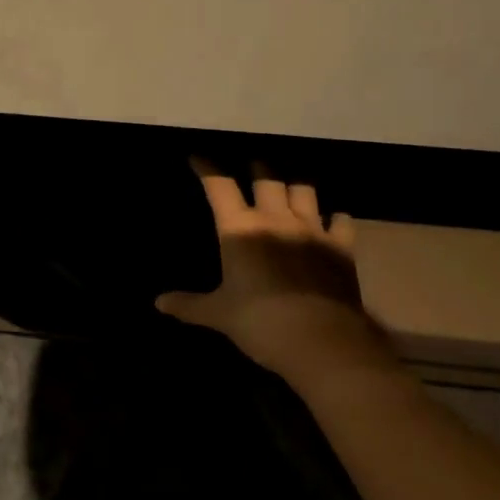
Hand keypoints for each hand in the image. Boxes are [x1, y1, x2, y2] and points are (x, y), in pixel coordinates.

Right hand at [158, 159, 398, 380]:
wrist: (323, 341)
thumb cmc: (261, 323)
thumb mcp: (220, 315)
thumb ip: (189, 305)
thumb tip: (158, 303)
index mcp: (240, 227)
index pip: (219, 185)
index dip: (206, 167)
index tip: (197, 157)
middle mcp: (274, 217)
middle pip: (265, 176)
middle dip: (257, 169)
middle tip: (251, 170)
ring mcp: (311, 228)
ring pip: (303, 189)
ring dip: (294, 185)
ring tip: (289, 187)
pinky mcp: (340, 247)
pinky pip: (341, 220)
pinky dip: (335, 218)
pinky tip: (332, 220)